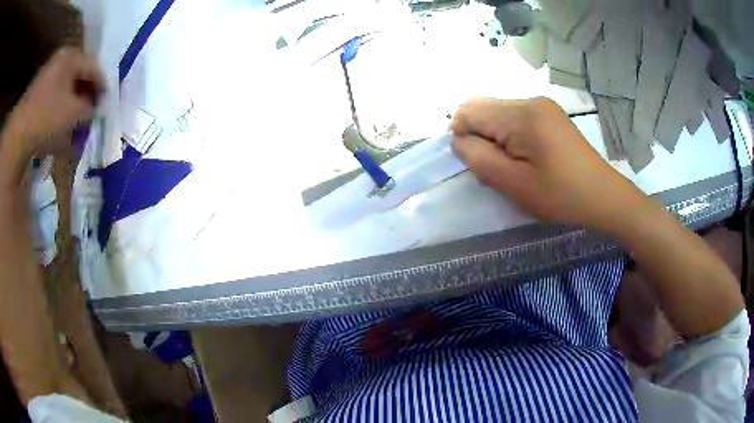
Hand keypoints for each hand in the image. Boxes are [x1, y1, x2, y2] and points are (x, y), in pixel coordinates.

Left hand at [2, 47, 103, 162]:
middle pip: (80, 76)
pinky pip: (55, 97)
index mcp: (72, 56)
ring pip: (67, 88)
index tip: (108, 103)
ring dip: (74, 104)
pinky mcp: (38, 92)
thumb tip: (96, 110)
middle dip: (87, 96)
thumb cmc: (47, 116)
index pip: (94, 67)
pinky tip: (63, 125)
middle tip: (93, 113)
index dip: (103, 86)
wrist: (18, 134)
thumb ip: (90, 109)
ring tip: (78, 123)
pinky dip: (61, 110)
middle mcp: (61, 60)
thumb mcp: (74, 113)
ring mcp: (47, 75)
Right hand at [450, 97, 652, 231]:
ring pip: (498, 114)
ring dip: (495, 139)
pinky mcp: (549, 114)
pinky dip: (510, 137)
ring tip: (514, 166)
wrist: (604, 196)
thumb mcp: (515, 184)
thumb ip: (479, 158)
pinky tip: (526, 158)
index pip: (468, 110)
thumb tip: (458, 139)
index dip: (462, 135)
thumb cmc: (561, 195)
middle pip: (483, 108)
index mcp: (521, 114)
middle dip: (479, 137)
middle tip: (496, 168)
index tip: (477, 164)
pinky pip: (515, 119)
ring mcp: (542, 105)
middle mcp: (530, 100)